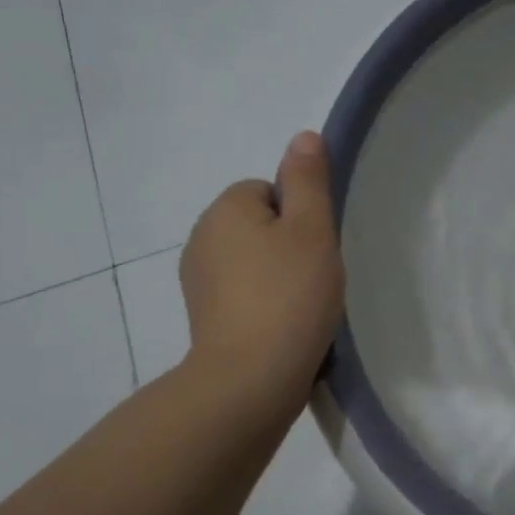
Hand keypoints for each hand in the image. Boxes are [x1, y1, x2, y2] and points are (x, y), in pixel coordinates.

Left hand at [178, 131, 345, 419]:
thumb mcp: (311, 229)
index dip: (300, 216)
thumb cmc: (289, 295)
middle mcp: (201, 238)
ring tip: (303, 307)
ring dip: (278, 276)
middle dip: (289, 245)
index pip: (270, 191)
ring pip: (253, 262)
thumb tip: (302, 136)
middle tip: (315, 277)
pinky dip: (264, 304)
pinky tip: (285, 327)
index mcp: (225, 209)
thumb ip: (308, 180)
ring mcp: (198, 281)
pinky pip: (243, 294)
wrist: (251, 378)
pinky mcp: (204, 318)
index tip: (316, 248)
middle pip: (260, 225)